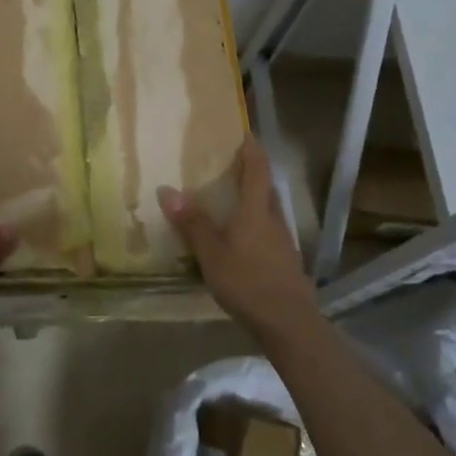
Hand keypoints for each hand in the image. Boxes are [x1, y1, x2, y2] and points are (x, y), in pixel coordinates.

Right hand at [158, 137, 320, 335]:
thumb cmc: (247, 281)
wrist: (288, 323)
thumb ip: (192, 223)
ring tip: (232, 203)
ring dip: (255, 202)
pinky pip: (269, 233)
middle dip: (253, 175)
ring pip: (269, 212)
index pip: (258, 170)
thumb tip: (167, 190)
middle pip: (267, 189)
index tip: (244, 133)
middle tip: (231, 167)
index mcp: (256, 210)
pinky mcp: (286, 263)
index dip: (252, 150)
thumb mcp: (211, 253)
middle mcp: (274, 220)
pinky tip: (242, 241)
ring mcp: (284, 243)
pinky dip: (256, 227)